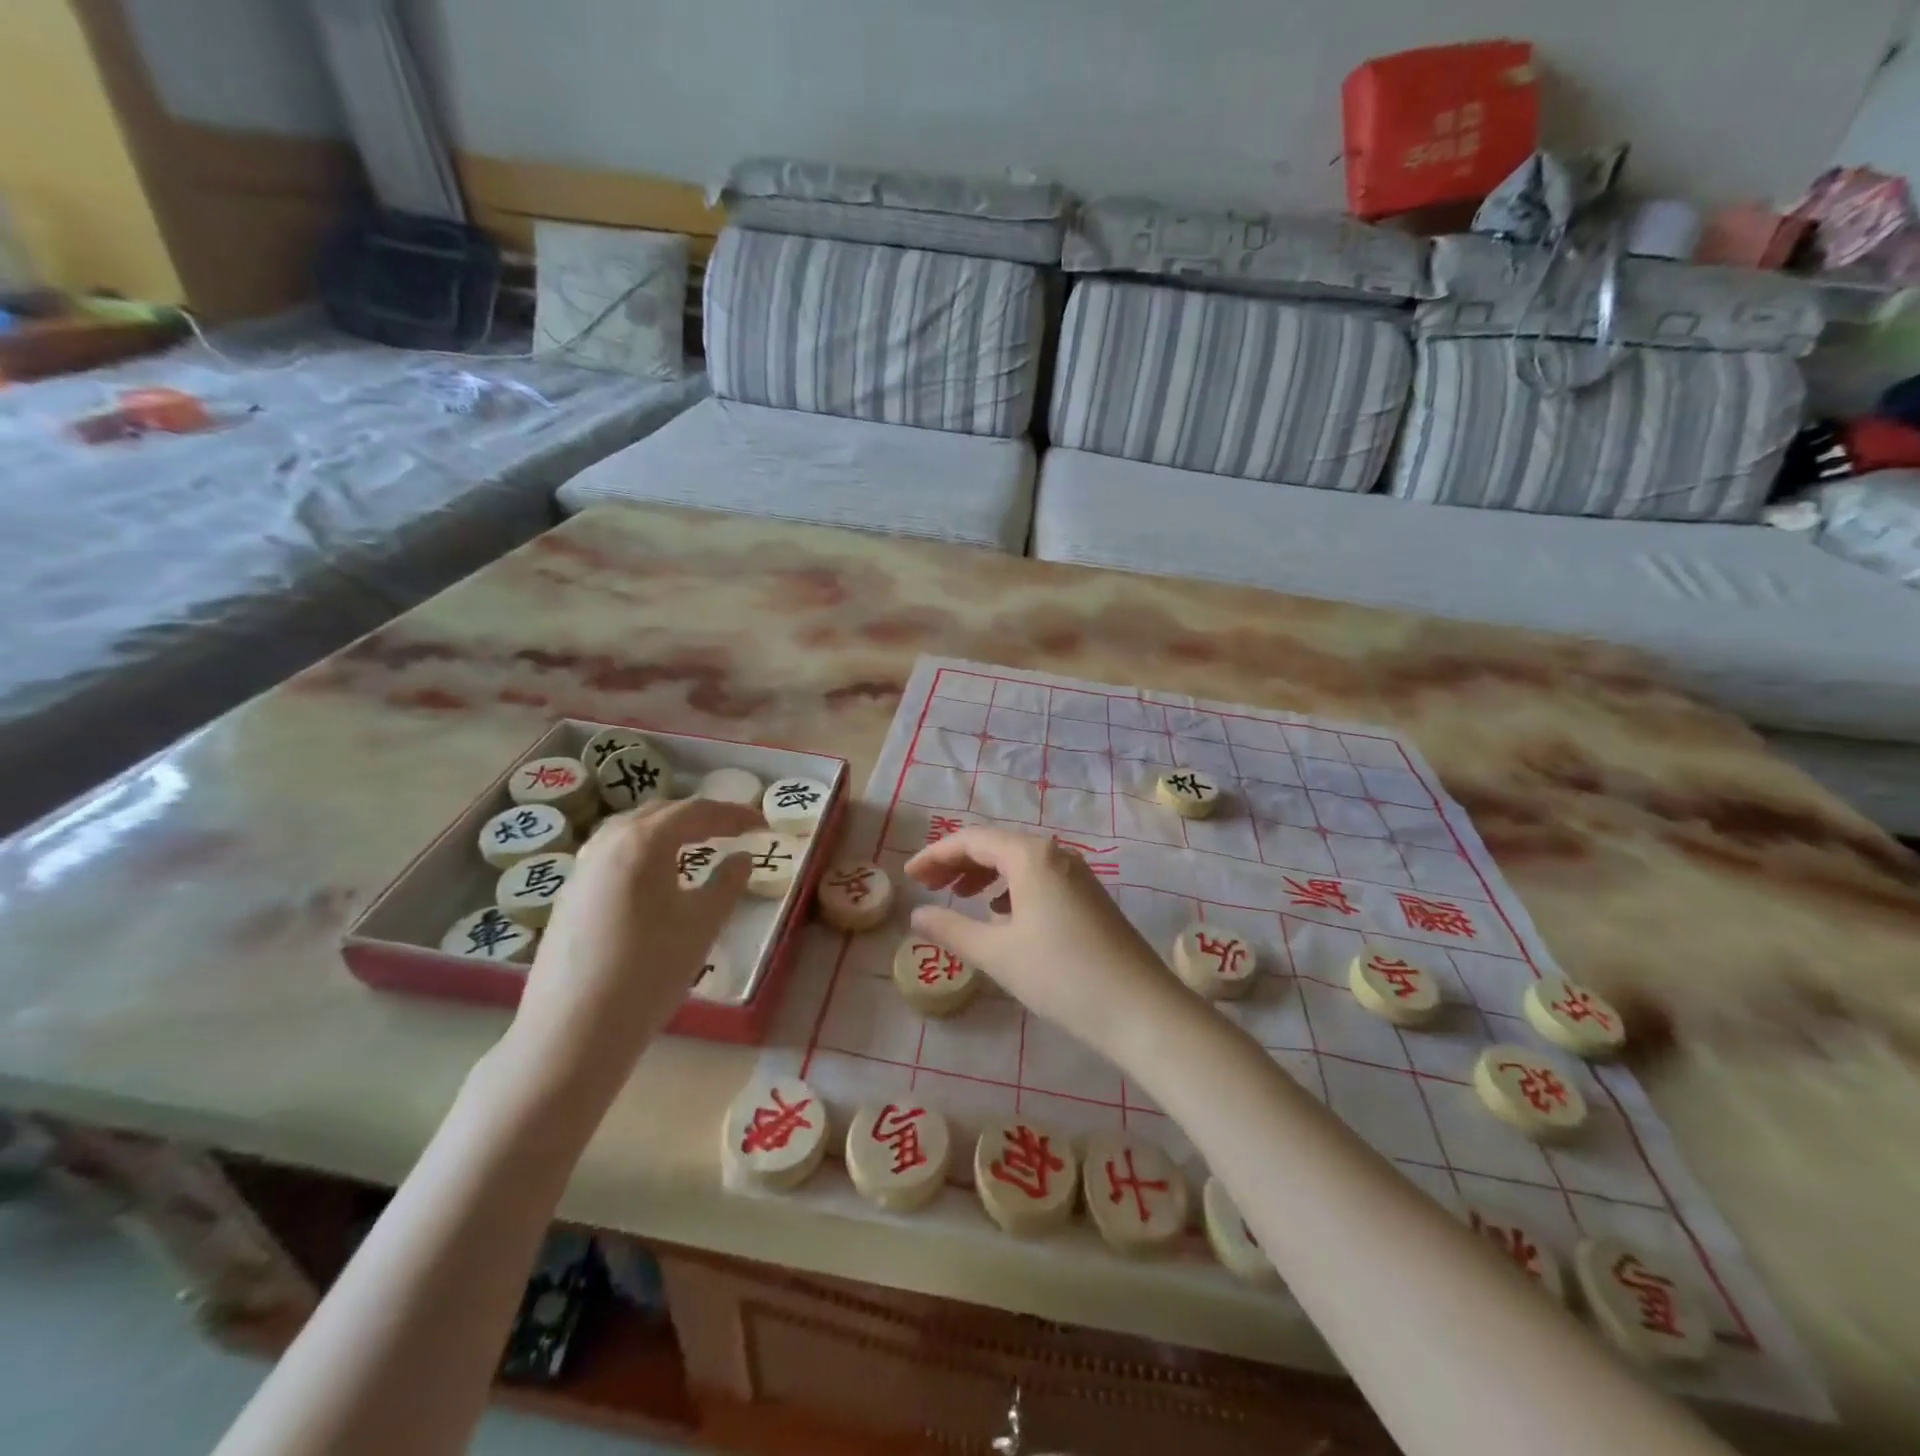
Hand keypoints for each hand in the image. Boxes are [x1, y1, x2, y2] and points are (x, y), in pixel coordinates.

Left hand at [507, 797, 762, 1090]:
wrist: (574, 1031)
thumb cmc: (650, 970)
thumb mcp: (702, 924)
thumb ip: (727, 883)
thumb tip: (741, 859)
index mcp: (643, 842)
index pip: (696, 812)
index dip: (733, 814)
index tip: (762, 825)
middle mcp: (607, 843)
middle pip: (660, 813)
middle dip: (701, 817)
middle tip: (734, 830)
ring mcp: (582, 869)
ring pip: (631, 831)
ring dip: (669, 830)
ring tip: (697, 846)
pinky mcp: (569, 896)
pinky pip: (613, 854)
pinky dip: (644, 851)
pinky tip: (655, 878)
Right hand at [903, 826, 1189, 1061]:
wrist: (1140, 1009)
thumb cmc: (1061, 975)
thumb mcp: (997, 954)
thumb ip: (951, 930)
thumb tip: (918, 914)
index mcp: (1030, 855)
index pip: (972, 839)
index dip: (935, 854)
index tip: (908, 876)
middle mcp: (1055, 854)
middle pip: (996, 845)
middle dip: (958, 862)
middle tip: (928, 886)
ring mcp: (1077, 875)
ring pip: (1019, 862)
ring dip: (984, 874)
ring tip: (960, 898)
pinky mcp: (1089, 897)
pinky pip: (1039, 879)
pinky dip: (1011, 889)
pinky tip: (1002, 916)